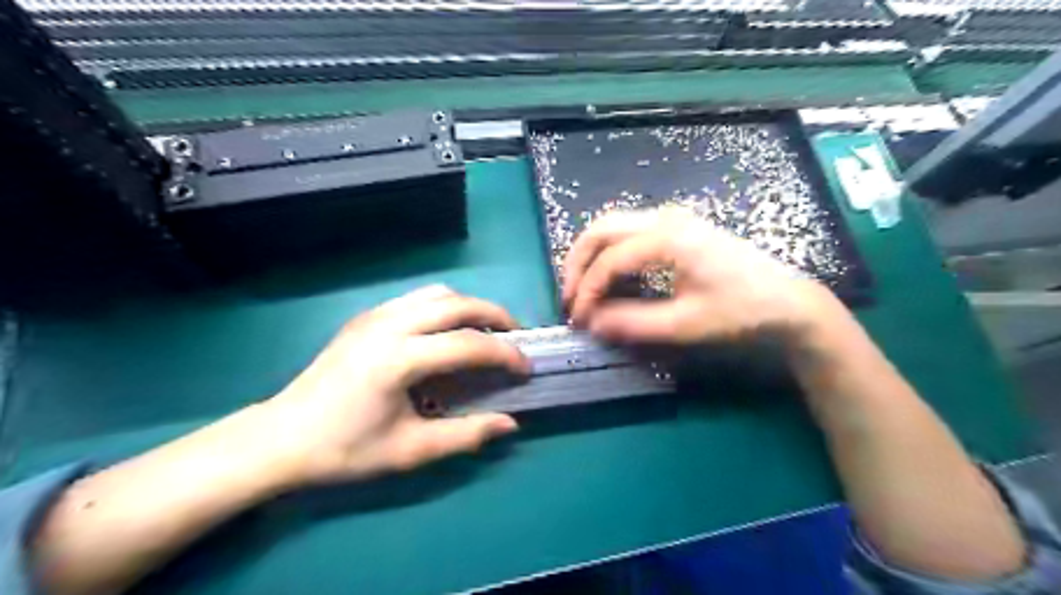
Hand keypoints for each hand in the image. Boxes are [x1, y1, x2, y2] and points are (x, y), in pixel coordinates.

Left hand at [259, 287, 529, 487]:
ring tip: (485, 330)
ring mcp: (374, 316)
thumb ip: (465, 435)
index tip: (525, 368)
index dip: (504, 355)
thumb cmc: (344, 449)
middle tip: (515, 335)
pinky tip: (447, 332)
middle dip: (494, 315)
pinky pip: (416, 299)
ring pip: (436, 293)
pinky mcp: (365, 317)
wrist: (280, 437)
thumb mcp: (409, 450)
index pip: (467, 345)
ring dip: (469, 306)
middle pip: (456, 304)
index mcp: (398, 359)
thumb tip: (509, 424)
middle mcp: (388, 325)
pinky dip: (444, 307)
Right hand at [560, 208, 841, 345]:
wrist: (788, 302)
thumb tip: (592, 324)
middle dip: (578, 263)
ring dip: (592, 255)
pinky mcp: (678, 227)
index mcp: (668, 238)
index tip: (579, 320)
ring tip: (584, 289)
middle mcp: (665, 218)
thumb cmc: (741, 312)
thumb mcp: (685, 324)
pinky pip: (630, 232)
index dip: (587, 291)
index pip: (609, 260)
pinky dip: (611, 253)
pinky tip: (613, 279)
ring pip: (613, 226)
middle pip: (602, 229)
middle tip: (570, 298)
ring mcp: (672, 219)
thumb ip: (633, 323)